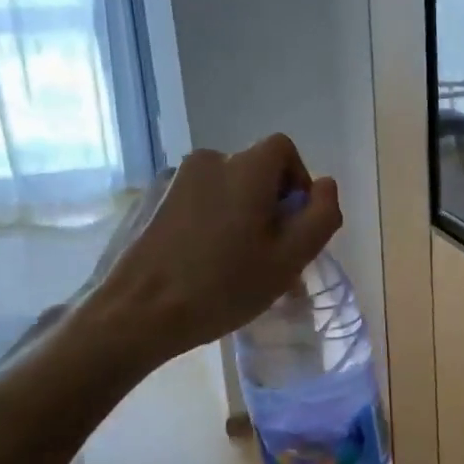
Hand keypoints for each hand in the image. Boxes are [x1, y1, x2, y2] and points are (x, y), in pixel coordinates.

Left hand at [68, 134, 341, 369]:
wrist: (137, 312)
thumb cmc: (223, 286)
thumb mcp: (289, 259)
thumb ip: (321, 216)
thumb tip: (326, 185)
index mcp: (244, 168)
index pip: (285, 151)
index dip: (298, 184)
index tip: (294, 228)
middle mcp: (208, 160)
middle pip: (255, 172)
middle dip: (270, 206)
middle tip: (269, 257)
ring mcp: (174, 180)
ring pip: (226, 190)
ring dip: (241, 217)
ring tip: (237, 265)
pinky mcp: (152, 201)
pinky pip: (198, 203)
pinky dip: (211, 224)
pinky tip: (203, 264)